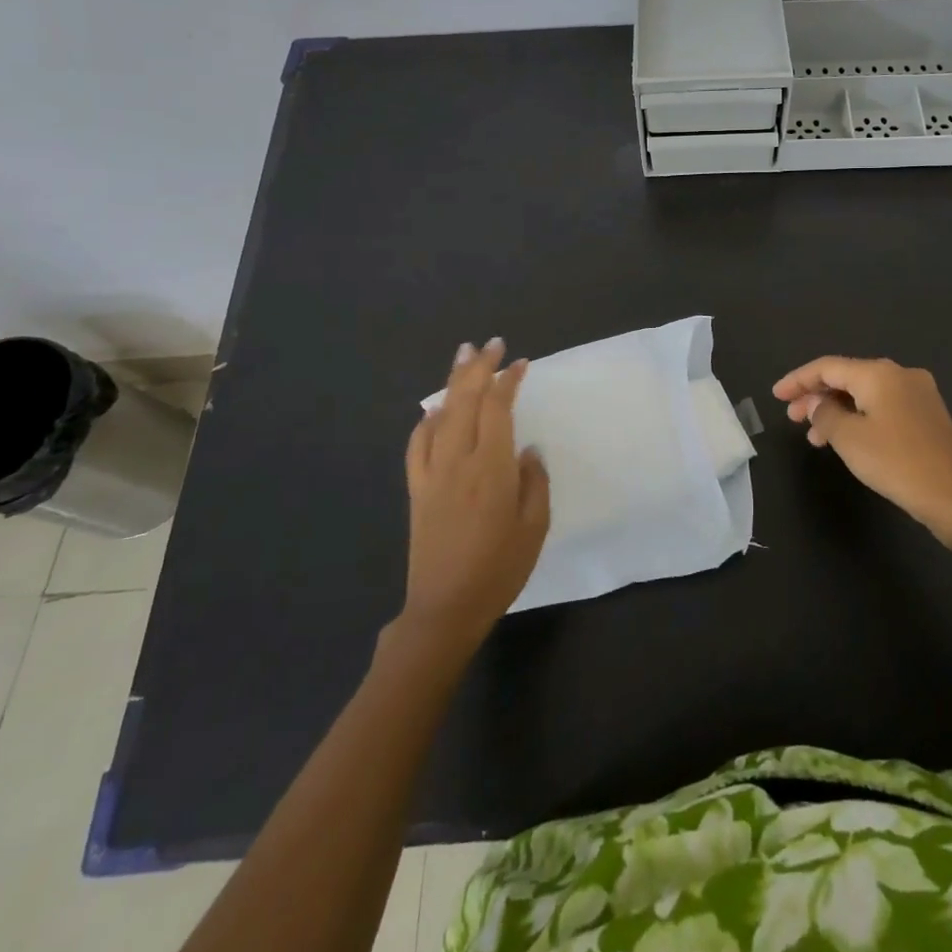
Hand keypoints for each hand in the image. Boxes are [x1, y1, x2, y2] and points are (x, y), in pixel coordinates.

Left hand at [400, 339, 549, 650]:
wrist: (445, 608)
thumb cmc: (499, 569)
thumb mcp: (535, 527)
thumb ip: (534, 482)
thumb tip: (527, 450)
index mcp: (491, 469)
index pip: (497, 408)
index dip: (508, 381)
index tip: (520, 363)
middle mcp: (458, 461)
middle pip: (465, 401)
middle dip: (478, 367)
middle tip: (490, 343)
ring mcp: (432, 474)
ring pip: (440, 415)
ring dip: (452, 382)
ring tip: (462, 356)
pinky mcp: (417, 489)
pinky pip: (417, 445)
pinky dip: (426, 421)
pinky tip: (434, 410)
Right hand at [772, 356, 951, 544]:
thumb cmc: (896, 462)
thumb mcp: (848, 438)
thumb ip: (824, 414)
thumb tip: (817, 404)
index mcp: (879, 373)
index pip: (828, 367)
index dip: (798, 379)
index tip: (776, 395)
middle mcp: (900, 374)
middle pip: (847, 377)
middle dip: (816, 395)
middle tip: (792, 417)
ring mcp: (918, 394)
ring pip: (865, 394)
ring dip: (836, 410)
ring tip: (815, 437)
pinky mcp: (927, 415)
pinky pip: (882, 406)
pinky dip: (859, 417)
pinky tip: (846, 438)